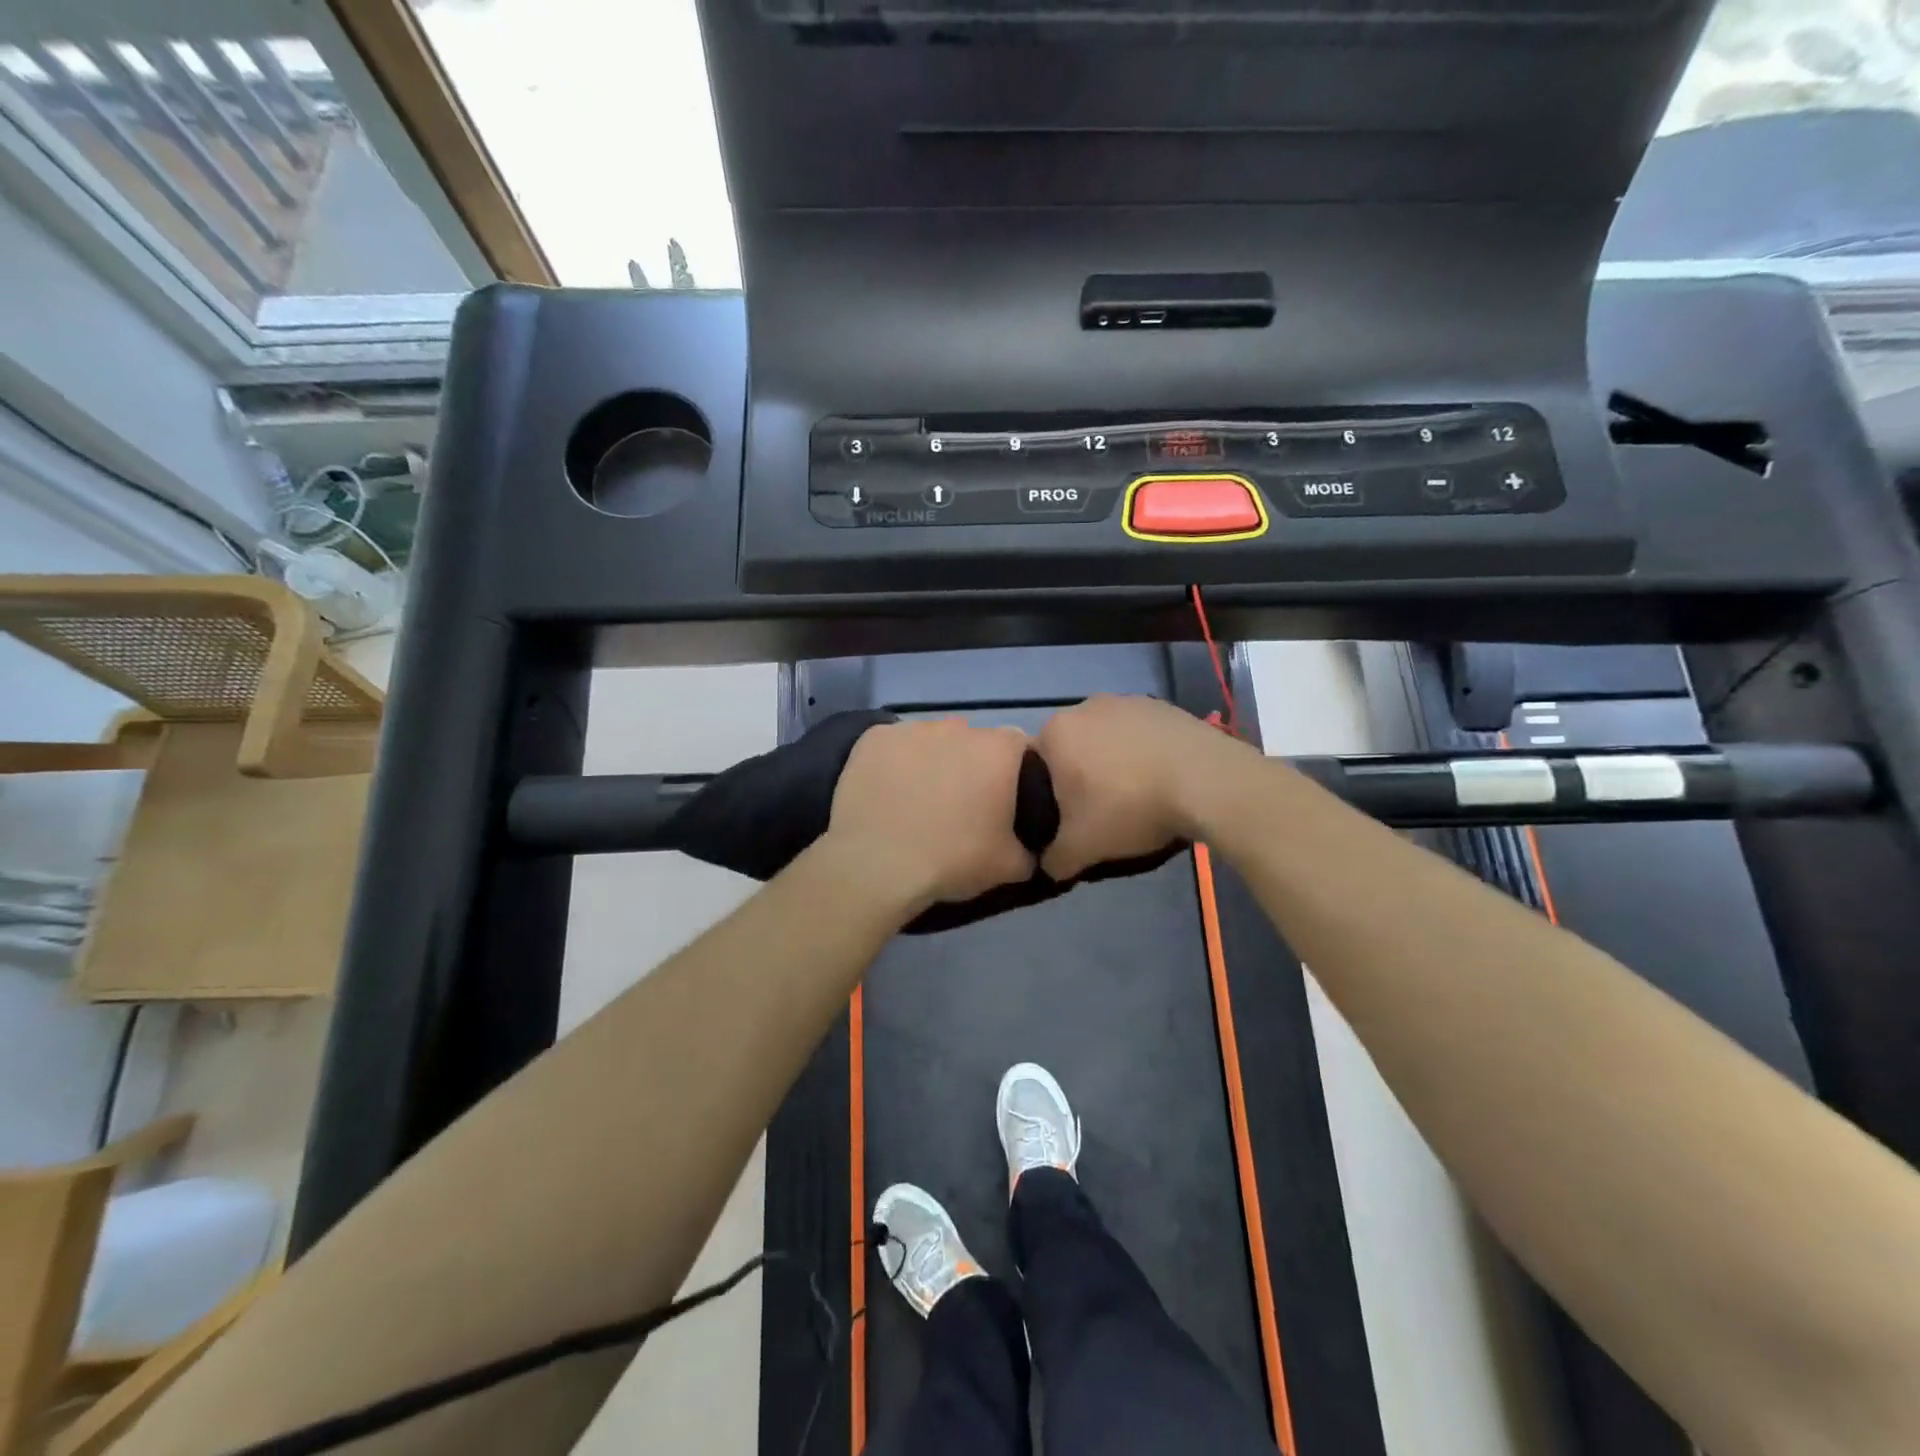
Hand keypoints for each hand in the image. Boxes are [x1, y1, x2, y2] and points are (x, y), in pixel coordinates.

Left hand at [827, 719, 1035, 913]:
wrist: (877, 865)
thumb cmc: (952, 860)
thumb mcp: (1010, 867)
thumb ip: (1030, 849)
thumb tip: (1030, 848)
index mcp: (998, 750)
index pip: (1019, 747)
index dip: (1014, 772)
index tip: (1003, 800)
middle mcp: (958, 727)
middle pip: (972, 740)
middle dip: (970, 765)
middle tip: (960, 805)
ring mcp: (911, 728)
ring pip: (931, 740)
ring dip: (931, 761)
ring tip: (918, 800)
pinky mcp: (873, 738)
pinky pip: (892, 746)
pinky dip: (893, 763)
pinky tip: (886, 792)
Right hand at [1035, 695, 1247, 879]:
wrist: (1205, 781)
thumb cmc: (1130, 807)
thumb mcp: (1082, 848)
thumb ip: (1054, 859)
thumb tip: (1048, 865)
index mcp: (1055, 732)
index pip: (1035, 765)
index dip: (1048, 796)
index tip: (1069, 819)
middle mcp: (1085, 707)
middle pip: (1072, 749)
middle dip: (1081, 777)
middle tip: (1101, 811)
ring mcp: (1127, 701)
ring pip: (1107, 740)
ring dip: (1113, 764)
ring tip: (1136, 796)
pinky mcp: (1161, 706)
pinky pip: (1139, 734)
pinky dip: (1143, 753)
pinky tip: (1160, 780)